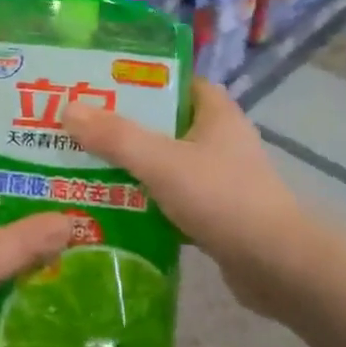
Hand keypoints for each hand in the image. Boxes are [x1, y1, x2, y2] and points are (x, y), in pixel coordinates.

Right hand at [63, 78, 313, 316]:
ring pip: (163, 163)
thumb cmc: (222, 199)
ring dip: (129, 166)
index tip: (99, 83)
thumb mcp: (162, 162)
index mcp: (216, 113)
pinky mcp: (214, 213)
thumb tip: (68, 108)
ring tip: (81, 164)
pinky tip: (109, 207)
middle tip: (76, 126)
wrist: (277, 267)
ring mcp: (218, 178)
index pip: (175, 81)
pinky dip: (143, 202)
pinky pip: (169, 198)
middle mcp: (219, 140)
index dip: (139, 79)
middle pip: (162, 123)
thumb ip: (115, 136)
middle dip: (122, 126)